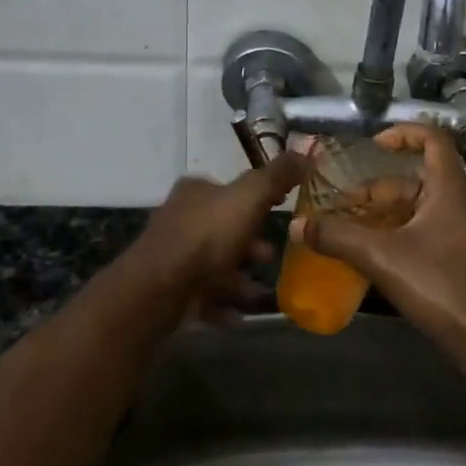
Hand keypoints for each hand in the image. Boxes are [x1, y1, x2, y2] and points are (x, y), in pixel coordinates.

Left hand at [132, 152, 304, 316]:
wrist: (160, 288)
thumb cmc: (207, 235)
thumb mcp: (249, 197)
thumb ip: (277, 176)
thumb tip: (305, 151)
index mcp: (196, 190)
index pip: (231, 189)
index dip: (258, 198)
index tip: (281, 210)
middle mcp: (181, 217)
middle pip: (224, 227)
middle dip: (250, 242)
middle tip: (270, 256)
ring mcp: (173, 255)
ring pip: (215, 263)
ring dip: (239, 276)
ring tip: (260, 291)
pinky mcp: (170, 289)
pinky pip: (204, 294)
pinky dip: (223, 302)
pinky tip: (240, 314)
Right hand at [290, 125, 465, 369]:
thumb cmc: (441, 286)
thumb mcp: (382, 258)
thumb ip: (338, 238)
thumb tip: (297, 225)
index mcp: (451, 189)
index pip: (433, 138)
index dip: (403, 134)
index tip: (373, 146)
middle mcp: (464, 202)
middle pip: (420, 179)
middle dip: (380, 188)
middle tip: (345, 204)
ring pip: (424, 207)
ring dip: (390, 212)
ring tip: (354, 228)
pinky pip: (432, 229)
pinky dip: (405, 232)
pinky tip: (379, 255)